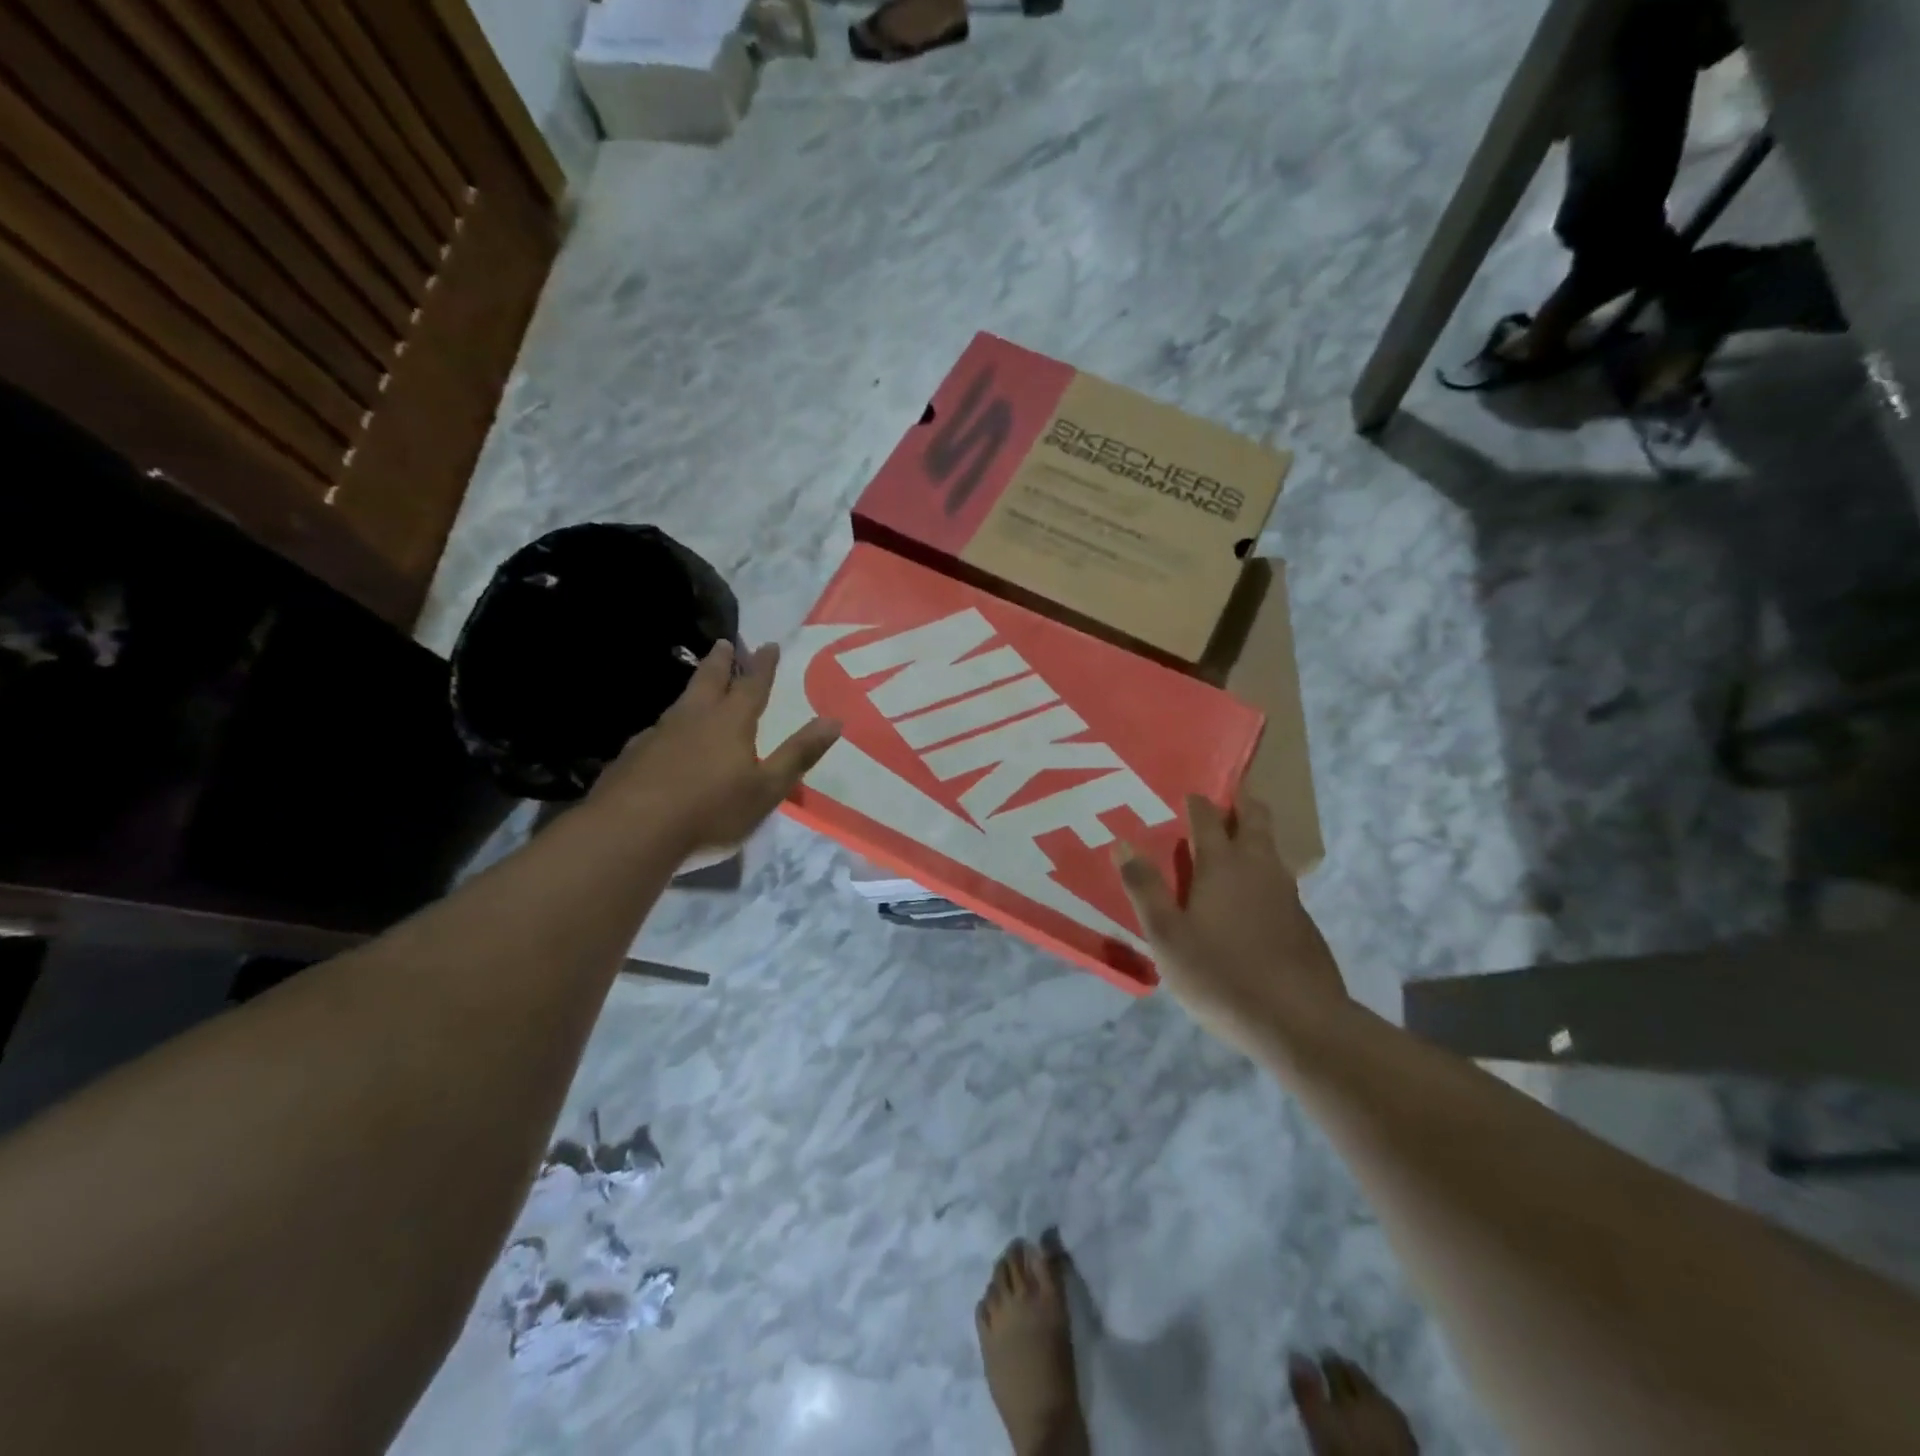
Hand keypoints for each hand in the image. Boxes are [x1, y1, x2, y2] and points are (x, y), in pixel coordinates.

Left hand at [589, 640, 839, 855]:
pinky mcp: (632, 756)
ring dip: (693, 689)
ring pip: (680, 703)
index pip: (752, 686)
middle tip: (724, 643)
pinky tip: (665, 739)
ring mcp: (658, 735)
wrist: (631, 832)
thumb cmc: (710, 811)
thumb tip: (833, 720)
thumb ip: (798, 754)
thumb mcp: (767, 788)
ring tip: (698, 686)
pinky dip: (668, 726)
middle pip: (709, 681)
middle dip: (721, 663)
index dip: (763, 666)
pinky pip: (656, 731)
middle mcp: (693, 719)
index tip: (769, 645)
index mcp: (730, 723)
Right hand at [1117, 795, 1347, 1055]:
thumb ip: (1145, 888)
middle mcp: (1259, 867)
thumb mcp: (1167, 937)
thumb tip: (1123, 844)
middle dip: (1241, 802)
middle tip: (1224, 798)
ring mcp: (1287, 893)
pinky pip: (1279, 881)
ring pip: (1271, 848)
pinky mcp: (1302, 921)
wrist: (1301, 1023)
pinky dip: (1263, 874)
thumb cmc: (1222, 975)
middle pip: (1255, 818)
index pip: (1208, 816)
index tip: (1186, 794)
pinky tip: (1249, 900)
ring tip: (1232, 845)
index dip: (1196, 801)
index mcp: (1222, 865)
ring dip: (1254, 836)